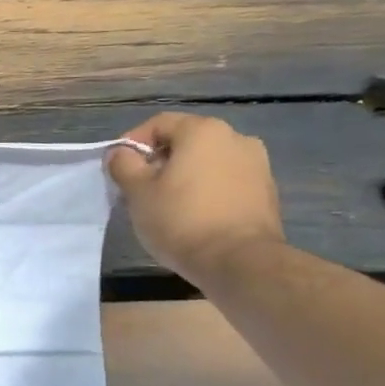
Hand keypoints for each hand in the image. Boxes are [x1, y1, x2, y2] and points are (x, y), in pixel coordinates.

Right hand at [109, 112, 282, 282]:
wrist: (240, 262)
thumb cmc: (181, 220)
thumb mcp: (137, 192)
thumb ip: (123, 165)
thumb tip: (120, 153)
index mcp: (203, 131)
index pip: (158, 124)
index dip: (132, 143)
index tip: (117, 168)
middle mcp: (235, 138)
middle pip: (185, 142)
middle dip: (159, 161)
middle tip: (138, 188)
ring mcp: (257, 165)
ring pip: (207, 162)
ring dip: (184, 176)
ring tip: (166, 204)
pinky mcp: (267, 192)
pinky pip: (226, 182)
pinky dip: (206, 191)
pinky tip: (193, 216)